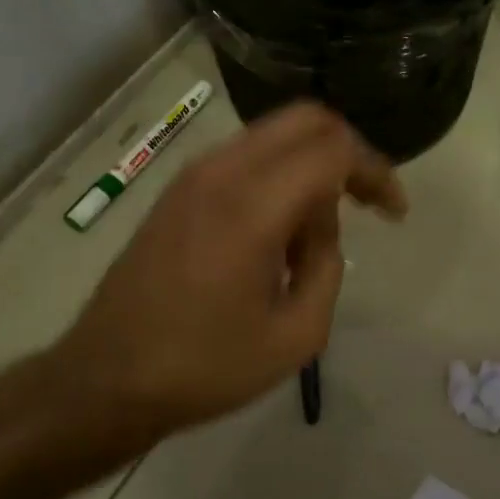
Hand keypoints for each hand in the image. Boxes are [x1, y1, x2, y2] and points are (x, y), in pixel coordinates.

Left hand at [58, 102, 405, 438]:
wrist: (105, 378)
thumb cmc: (204, 366)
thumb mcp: (296, 335)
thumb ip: (327, 267)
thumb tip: (321, 229)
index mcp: (254, 205)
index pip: (334, 149)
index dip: (376, 171)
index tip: (394, 213)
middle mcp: (223, 171)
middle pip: (306, 120)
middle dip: (349, 151)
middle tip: (367, 201)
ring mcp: (194, 175)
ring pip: (274, 134)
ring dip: (310, 165)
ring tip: (316, 234)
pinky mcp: (178, 189)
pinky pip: (246, 157)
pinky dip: (278, 175)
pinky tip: (277, 232)